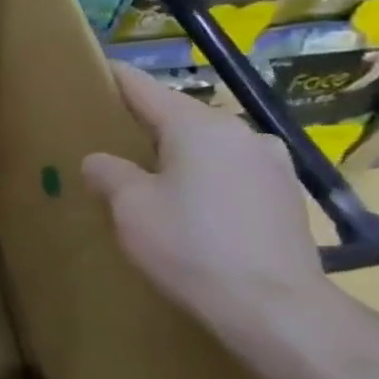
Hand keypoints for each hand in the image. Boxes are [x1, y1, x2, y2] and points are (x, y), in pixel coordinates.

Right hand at [82, 65, 332, 363]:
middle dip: (145, 124)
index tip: (92, 70)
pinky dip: (206, 178)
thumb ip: (108, 172)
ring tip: (151, 177)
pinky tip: (193, 207)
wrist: (275, 308)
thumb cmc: (190, 246)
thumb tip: (101, 161)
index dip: (113, 78)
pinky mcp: (287, 196)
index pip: (143, 87)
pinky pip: (232, 172)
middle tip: (111, 139)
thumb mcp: (129, 206)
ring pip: (208, 145)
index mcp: (197, 125)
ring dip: (179, 154)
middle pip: (179, 115)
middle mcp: (240, 132)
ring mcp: (272, 163)